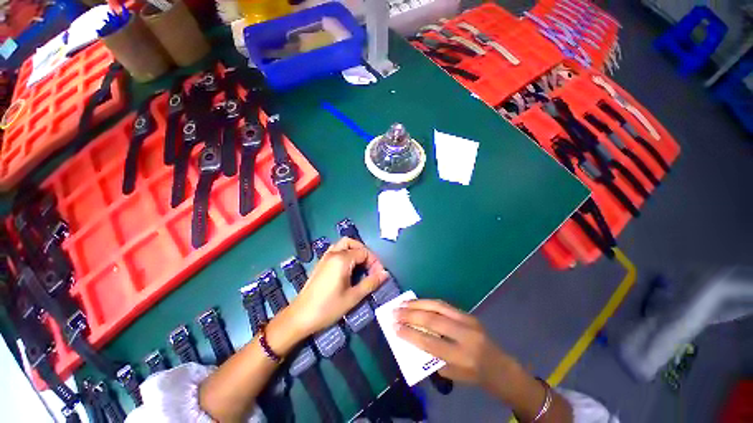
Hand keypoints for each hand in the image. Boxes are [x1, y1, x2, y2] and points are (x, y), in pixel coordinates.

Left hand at [288, 238, 389, 336]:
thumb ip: (370, 283)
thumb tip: (385, 274)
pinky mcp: (321, 263)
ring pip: (343, 244)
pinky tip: (348, 268)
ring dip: (355, 251)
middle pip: (353, 243)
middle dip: (365, 253)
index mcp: (342, 259)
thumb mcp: (353, 297)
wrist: (300, 317)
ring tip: (361, 266)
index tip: (379, 275)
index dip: (374, 262)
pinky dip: (346, 253)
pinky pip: (336, 250)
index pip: (364, 252)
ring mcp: (325, 257)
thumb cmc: (328, 308)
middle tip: (371, 267)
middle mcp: (333, 253)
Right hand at [394, 300, 515, 386]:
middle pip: (433, 320)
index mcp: (463, 357)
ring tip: (402, 303)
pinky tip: (417, 302)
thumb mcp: (452, 374)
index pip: (431, 343)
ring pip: (438, 306)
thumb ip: (432, 356)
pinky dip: (427, 302)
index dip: (410, 335)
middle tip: (394, 312)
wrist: (499, 366)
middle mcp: (465, 335)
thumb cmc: (473, 375)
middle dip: (410, 315)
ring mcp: (468, 320)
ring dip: (417, 303)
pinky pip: (443, 304)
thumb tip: (412, 337)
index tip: (395, 329)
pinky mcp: (467, 313)